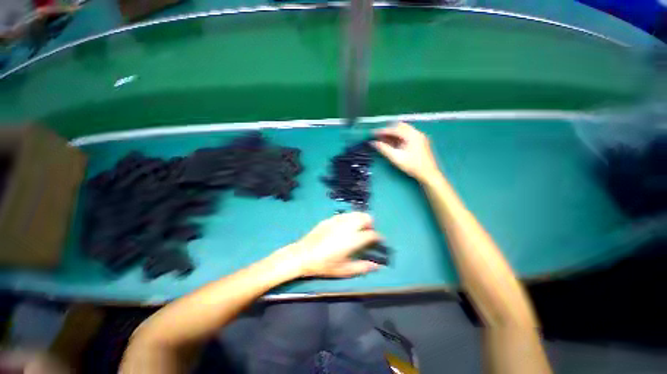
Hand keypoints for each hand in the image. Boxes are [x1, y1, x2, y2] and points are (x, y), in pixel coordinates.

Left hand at [283, 212, 382, 277]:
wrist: (303, 255)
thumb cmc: (324, 265)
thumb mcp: (344, 270)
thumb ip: (362, 267)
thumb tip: (377, 265)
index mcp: (352, 240)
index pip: (371, 234)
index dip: (378, 237)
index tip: (379, 240)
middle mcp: (347, 227)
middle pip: (365, 217)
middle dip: (370, 223)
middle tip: (368, 232)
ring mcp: (338, 220)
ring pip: (355, 213)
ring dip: (360, 219)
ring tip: (358, 228)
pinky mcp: (330, 219)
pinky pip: (344, 215)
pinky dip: (349, 218)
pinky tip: (345, 226)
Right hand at [372, 122, 439, 181]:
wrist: (429, 174)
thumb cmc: (412, 166)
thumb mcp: (396, 158)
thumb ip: (384, 149)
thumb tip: (373, 143)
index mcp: (411, 135)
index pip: (394, 129)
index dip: (382, 131)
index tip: (373, 134)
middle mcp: (416, 133)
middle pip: (399, 126)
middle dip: (388, 130)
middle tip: (379, 136)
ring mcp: (419, 137)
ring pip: (404, 130)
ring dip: (393, 133)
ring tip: (384, 140)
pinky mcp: (420, 141)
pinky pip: (407, 135)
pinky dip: (399, 137)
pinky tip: (394, 143)